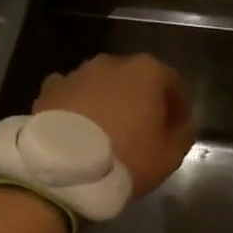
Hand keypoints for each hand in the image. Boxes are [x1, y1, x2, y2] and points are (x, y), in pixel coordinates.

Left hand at [35, 54, 195, 197]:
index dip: (178, 106)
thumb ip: (183, 133)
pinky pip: (71, 95)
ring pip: (101, 84)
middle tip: (142, 129)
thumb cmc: (126, 158)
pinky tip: (77, 129)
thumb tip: (183, 123)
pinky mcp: (48, 90)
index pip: (172, 83)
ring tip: (106, 131)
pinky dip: (77, 106)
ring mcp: (77, 73)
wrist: (62, 169)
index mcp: (147, 71)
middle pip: (135, 79)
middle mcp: (112, 63)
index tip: (177, 127)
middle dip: (140, 99)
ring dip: (107, 101)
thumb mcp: (170, 155)